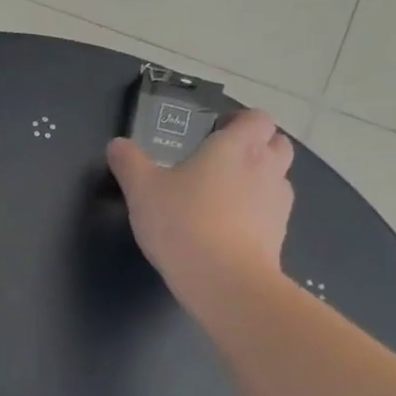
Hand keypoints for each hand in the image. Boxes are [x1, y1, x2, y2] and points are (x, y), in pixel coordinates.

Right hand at [106, 108, 293, 292]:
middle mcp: (266, 167)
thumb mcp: (141, 190)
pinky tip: (229, 228)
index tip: (216, 131)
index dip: (239, 121)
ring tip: (224, 196)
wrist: (222, 277)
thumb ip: (128, 163)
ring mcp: (278, 202)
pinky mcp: (279, 233)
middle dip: (256, 145)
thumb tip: (116, 145)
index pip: (256, 118)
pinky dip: (256, 212)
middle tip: (223, 160)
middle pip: (277, 143)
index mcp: (236, 147)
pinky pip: (271, 212)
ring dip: (258, 179)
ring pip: (277, 178)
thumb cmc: (181, 221)